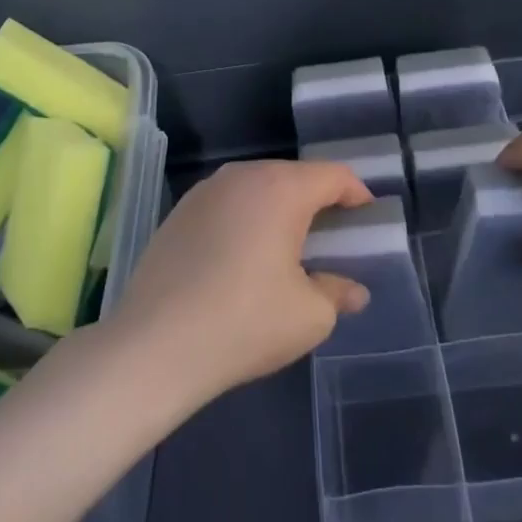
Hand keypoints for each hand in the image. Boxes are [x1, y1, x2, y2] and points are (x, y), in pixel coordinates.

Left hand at [111, 160, 375, 402]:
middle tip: (332, 237)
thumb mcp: (309, 315)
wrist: (154, 345)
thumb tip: (352, 291)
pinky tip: (243, 257)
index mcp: (281, 188)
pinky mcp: (177, 213)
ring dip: (279, 209)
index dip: (356, 194)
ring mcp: (204, 192)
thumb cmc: (245, 322)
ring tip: (288, 247)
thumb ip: (337, 293)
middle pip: (293, 176)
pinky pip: (227, 205)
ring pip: (256, 188)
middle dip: (317, 201)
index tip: (367, 218)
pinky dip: (245, 220)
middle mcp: (241, 176)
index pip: (332, 175)